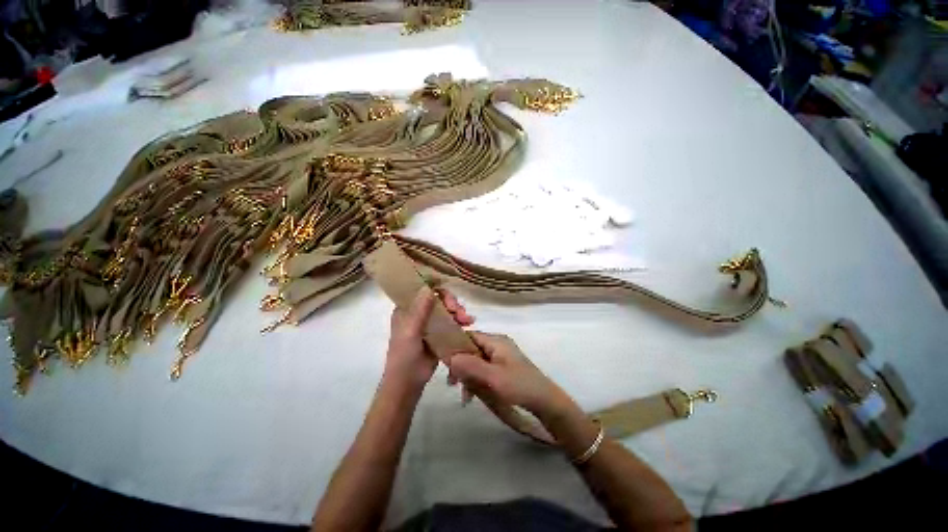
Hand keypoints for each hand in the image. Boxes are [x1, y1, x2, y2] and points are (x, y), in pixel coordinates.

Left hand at [385, 287, 473, 390]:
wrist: (408, 385)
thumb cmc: (404, 358)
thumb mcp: (410, 332)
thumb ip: (419, 310)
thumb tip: (428, 287)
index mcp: (406, 310)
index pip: (422, 290)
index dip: (436, 290)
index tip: (448, 299)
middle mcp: (417, 313)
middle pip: (437, 299)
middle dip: (451, 303)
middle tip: (459, 312)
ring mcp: (429, 324)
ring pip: (446, 310)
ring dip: (458, 312)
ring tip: (467, 320)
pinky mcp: (438, 334)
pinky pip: (450, 322)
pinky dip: (459, 321)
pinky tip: (468, 324)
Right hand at [447, 332, 572, 418]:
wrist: (545, 401)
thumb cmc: (519, 386)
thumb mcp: (493, 377)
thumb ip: (471, 366)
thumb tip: (449, 357)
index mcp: (496, 341)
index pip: (469, 335)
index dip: (455, 346)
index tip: (445, 363)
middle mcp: (497, 344)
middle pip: (471, 349)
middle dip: (461, 365)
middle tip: (452, 383)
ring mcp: (501, 356)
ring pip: (476, 361)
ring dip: (468, 375)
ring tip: (465, 395)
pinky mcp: (503, 367)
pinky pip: (484, 369)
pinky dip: (477, 380)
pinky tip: (473, 395)